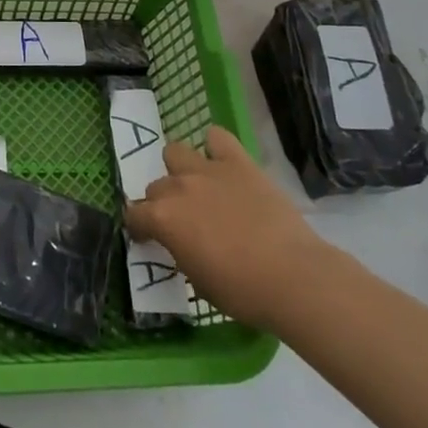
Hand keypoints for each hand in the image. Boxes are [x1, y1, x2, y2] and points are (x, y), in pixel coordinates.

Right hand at [124, 126, 327, 331]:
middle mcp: (178, 187)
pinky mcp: (238, 162)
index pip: (134, 215)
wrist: (292, 276)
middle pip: (155, 186)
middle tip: (181, 220)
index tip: (147, 238)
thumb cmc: (242, 291)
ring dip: (180, 169)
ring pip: (175, 152)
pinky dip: (215, 146)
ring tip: (196, 186)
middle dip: (162, 202)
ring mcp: (208, 170)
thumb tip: (180, 242)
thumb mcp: (198, 281)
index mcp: (164, 219)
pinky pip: (217, 137)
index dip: (139, 228)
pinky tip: (221, 161)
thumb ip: (180, 252)